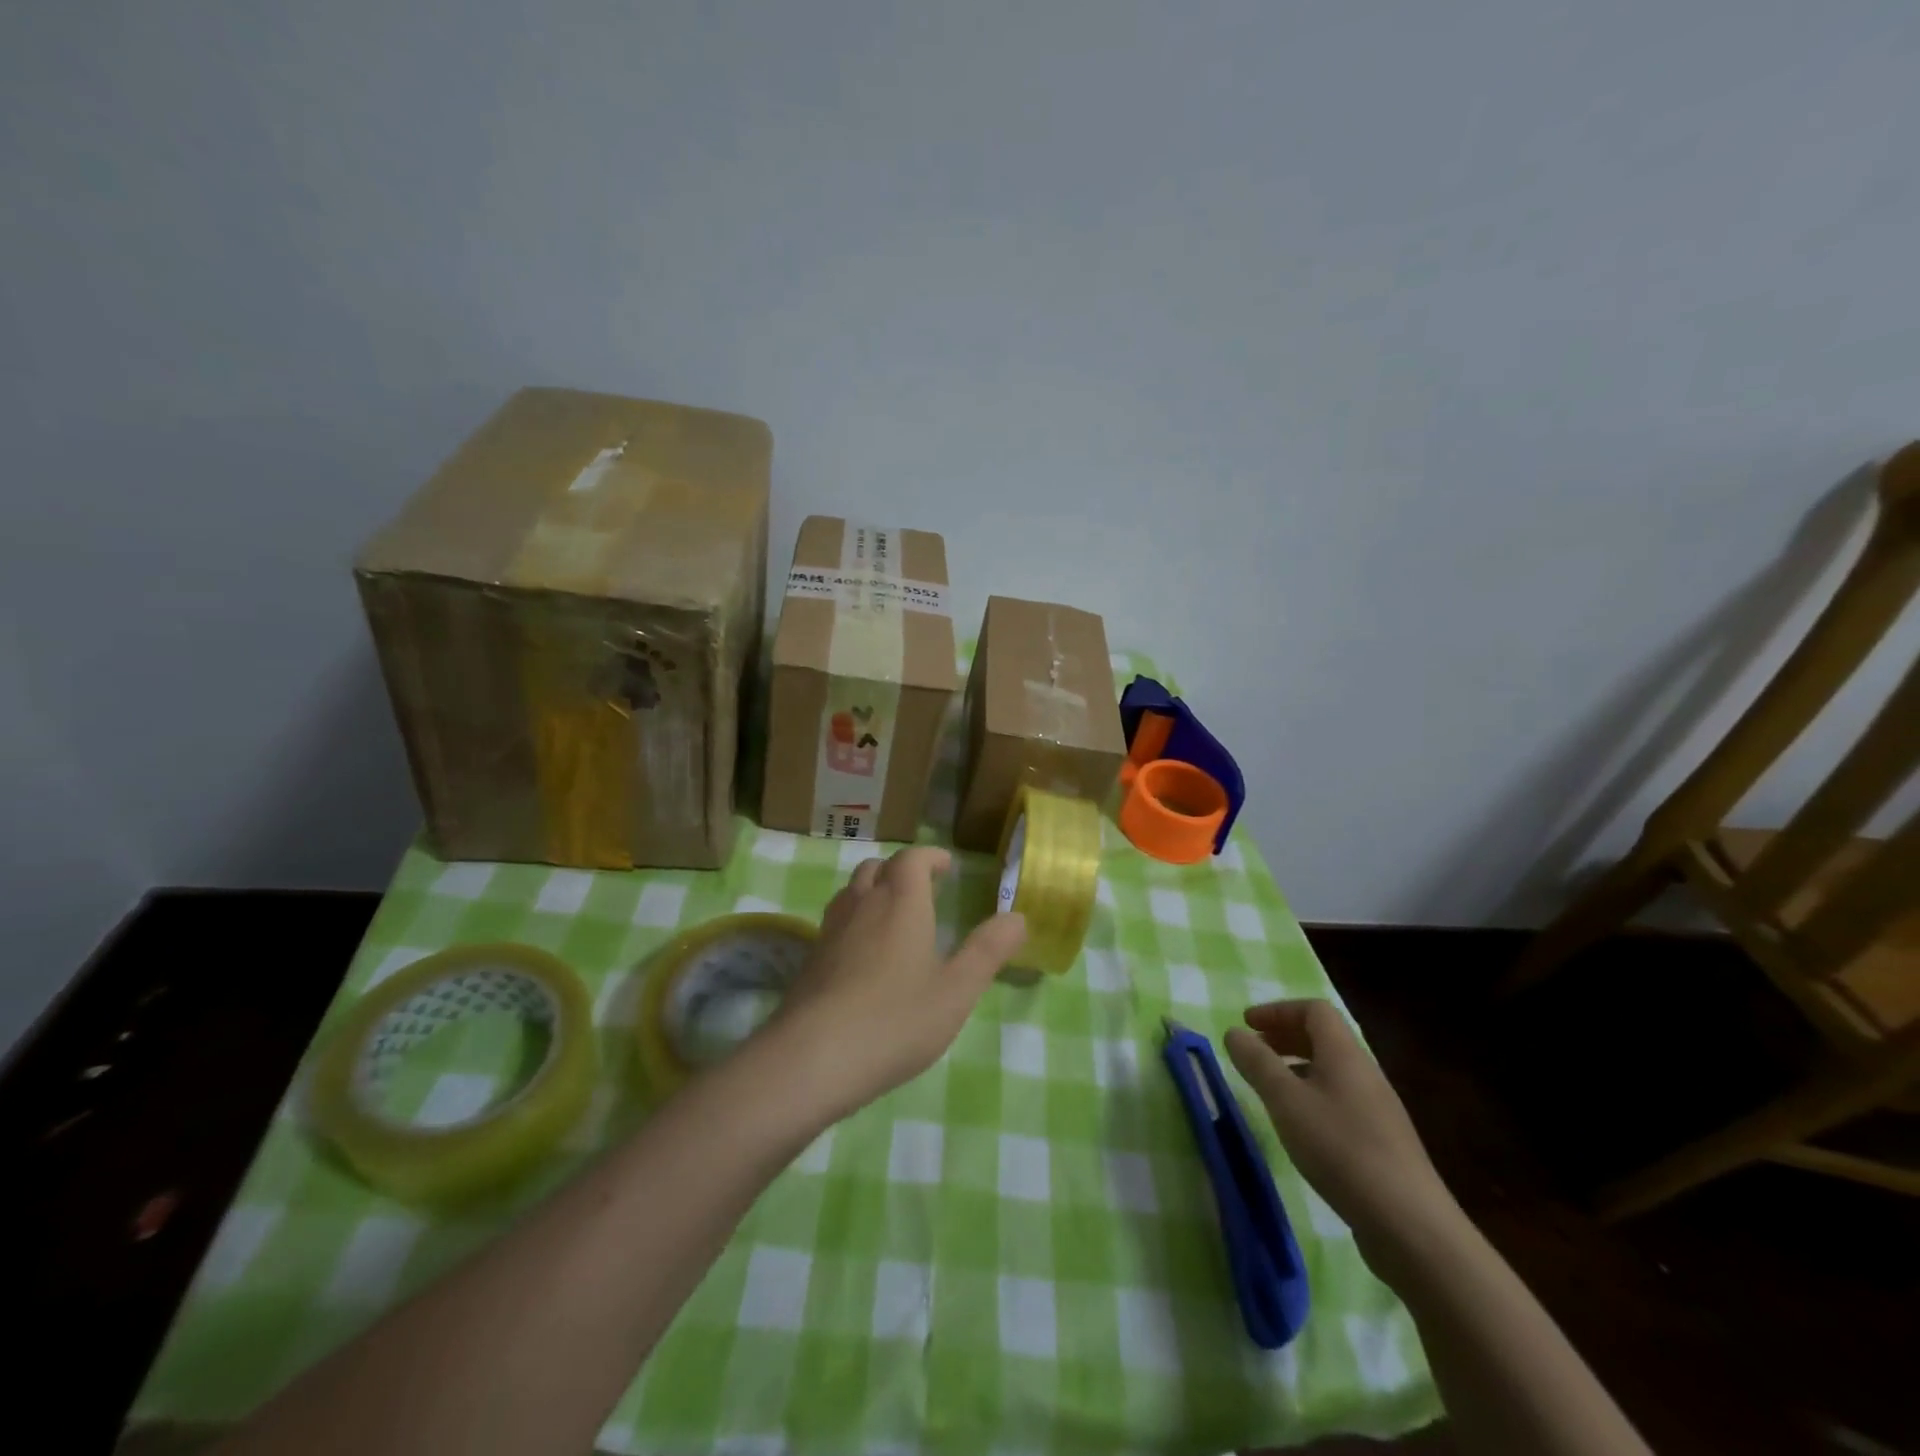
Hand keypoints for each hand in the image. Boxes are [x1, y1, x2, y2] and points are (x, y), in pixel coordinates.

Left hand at [763, 847, 1026, 1120]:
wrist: (813, 1057)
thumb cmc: (895, 1019)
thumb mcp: (957, 990)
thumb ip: (988, 951)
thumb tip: (1018, 917)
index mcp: (900, 902)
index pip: (912, 859)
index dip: (930, 856)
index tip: (946, 866)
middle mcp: (862, 905)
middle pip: (876, 868)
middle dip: (900, 870)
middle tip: (922, 889)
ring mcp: (830, 931)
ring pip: (851, 892)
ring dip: (873, 891)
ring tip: (893, 917)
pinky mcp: (810, 960)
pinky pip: (835, 923)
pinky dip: (854, 921)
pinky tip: (864, 957)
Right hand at [1225, 1000, 1463, 1275]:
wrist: (1411, 1226)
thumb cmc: (1341, 1149)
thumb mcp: (1286, 1101)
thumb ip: (1257, 1063)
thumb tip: (1235, 1032)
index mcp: (1345, 1054)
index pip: (1314, 1010)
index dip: (1278, 1011)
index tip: (1247, 1026)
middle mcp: (1365, 1073)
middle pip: (1324, 1038)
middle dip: (1284, 1036)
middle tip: (1253, 1052)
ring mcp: (1378, 1109)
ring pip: (1332, 1071)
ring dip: (1297, 1068)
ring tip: (1269, 1089)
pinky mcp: (1382, 1142)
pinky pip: (1341, 1100)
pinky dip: (1312, 1096)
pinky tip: (1299, 1127)